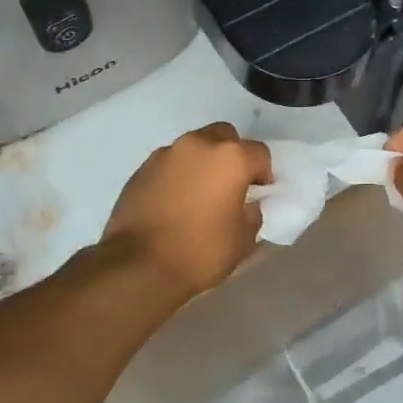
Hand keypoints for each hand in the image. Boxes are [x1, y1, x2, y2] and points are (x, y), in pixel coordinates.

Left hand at [101, 122, 272, 299]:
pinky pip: (169, 163)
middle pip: (224, 136)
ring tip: (199, 193)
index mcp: (230, 158)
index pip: (259, 152)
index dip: (263, 173)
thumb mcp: (242, 240)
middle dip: (231, 155)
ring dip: (202, 162)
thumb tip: (248, 205)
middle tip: (230, 184)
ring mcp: (166, 154)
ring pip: (193, 147)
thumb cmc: (200, 252)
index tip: (259, 193)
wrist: (138, 265)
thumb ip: (252, 214)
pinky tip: (174, 201)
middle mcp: (198, 145)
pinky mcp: (141, 168)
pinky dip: (177, 175)